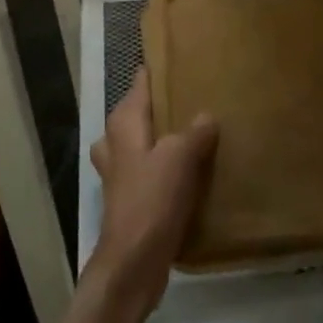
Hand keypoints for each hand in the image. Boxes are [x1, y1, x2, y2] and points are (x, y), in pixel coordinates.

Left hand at [87, 68, 217, 312]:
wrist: (132, 264)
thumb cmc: (152, 201)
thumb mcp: (179, 158)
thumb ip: (194, 132)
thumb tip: (207, 116)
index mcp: (124, 125)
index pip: (139, 84)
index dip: (156, 71)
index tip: (179, 58)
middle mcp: (116, 144)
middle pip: (137, 113)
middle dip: (161, 105)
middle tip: (194, 97)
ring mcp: (120, 174)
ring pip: (141, 143)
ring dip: (162, 138)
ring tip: (194, 134)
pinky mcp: (130, 200)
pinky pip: (148, 171)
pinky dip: (164, 167)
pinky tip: (189, 172)